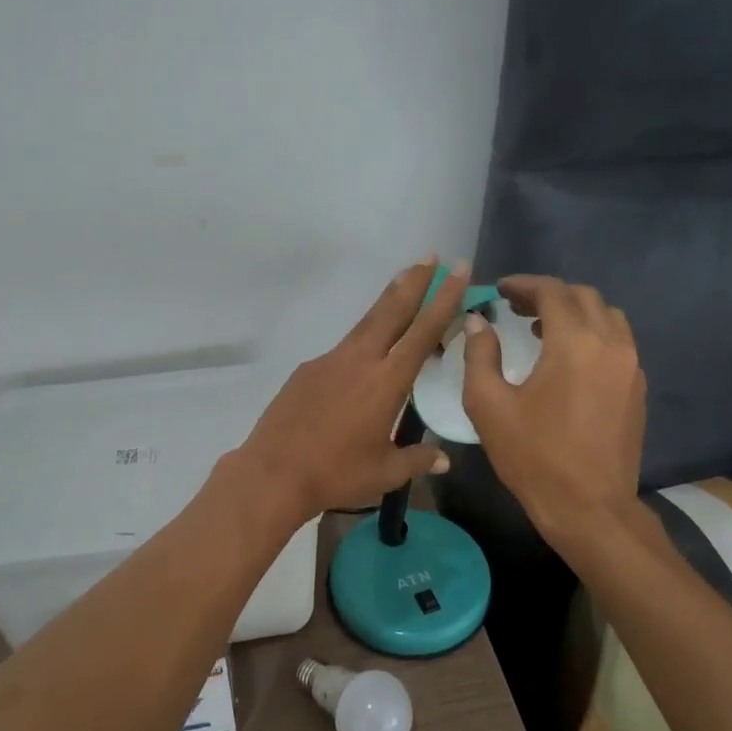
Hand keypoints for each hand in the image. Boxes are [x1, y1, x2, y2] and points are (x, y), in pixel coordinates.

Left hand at [236, 259, 467, 521]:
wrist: (274, 472)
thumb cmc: (336, 474)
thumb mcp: (384, 473)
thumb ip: (417, 460)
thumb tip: (443, 458)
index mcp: (386, 382)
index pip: (423, 332)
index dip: (444, 299)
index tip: (457, 270)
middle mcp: (359, 361)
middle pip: (391, 311)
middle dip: (414, 282)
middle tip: (430, 256)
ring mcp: (329, 361)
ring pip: (365, 324)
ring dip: (387, 302)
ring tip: (402, 283)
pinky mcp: (307, 370)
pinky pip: (342, 349)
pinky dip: (360, 342)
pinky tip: (361, 360)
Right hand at [460, 275, 646, 542]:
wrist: (590, 508)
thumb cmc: (534, 457)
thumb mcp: (489, 406)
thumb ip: (480, 355)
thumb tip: (478, 322)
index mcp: (575, 343)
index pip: (553, 292)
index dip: (523, 285)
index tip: (499, 291)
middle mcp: (611, 344)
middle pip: (584, 297)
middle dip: (549, 295)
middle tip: (515, 307)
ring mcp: (631, 366)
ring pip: (607, 317)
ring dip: (574, 313)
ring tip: (542, 329)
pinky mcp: (637, 389)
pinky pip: (617, 343)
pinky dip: (592, 335)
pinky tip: (567, 360)